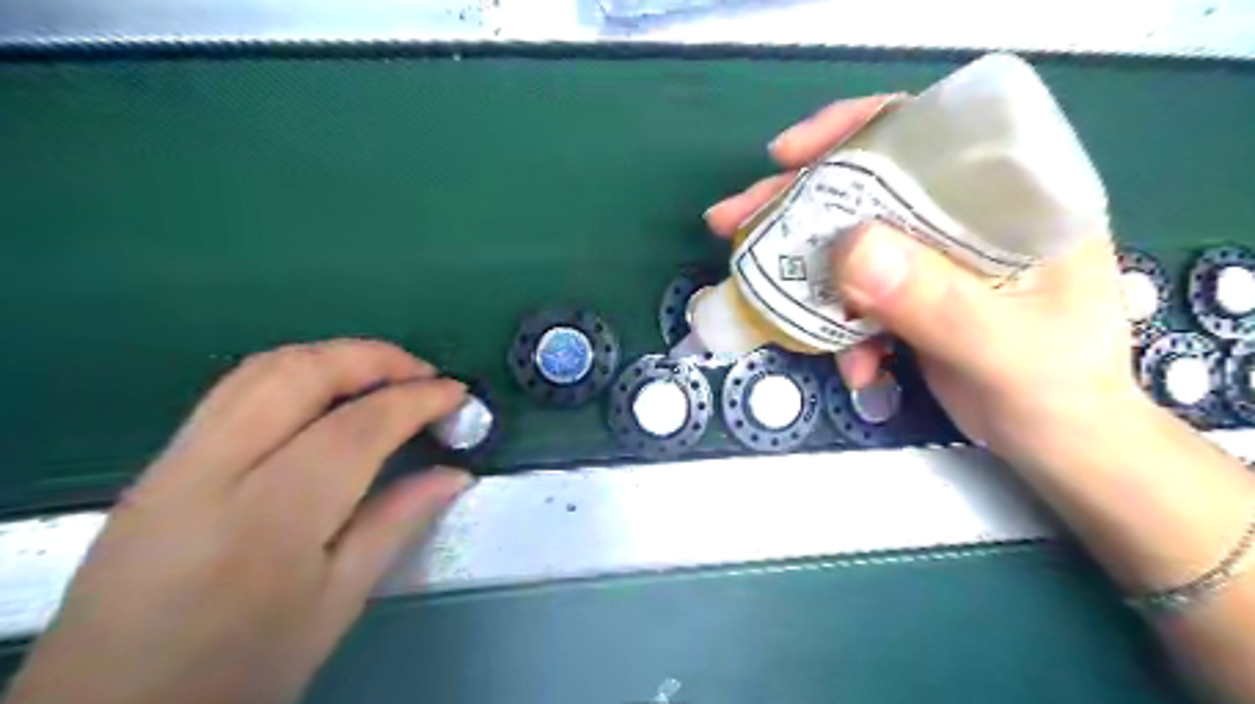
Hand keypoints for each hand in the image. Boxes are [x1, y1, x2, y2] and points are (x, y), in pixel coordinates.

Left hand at [5, 338, 470, 703]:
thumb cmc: (240, 672)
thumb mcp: (337, 604)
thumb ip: (397, 524)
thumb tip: (455, 474)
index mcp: (268, 522)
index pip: (356, 428)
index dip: (416, 399)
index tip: (458, 394)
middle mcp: (211, 474)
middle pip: (299, 374)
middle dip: (375, 358)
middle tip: (425, 375)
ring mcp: (173, 464)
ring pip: (261, 370)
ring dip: (334, 356)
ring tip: (385, 376)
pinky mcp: (158, 466)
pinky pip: (236, 390)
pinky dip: (298, 373)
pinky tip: (328, 397)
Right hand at [703, 94, 1138, 466]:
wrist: (1058, 444)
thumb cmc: (1055, 391)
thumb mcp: (1000, 348)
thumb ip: (934, 300)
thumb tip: (848, 249)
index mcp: (1012, 197)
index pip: (927, 132)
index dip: (853, 131)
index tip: (787, 156)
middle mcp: (968, 214)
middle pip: (869, 185)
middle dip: (796, 203)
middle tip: (732, 220)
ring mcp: (933, 256)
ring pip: (850, 238)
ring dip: (801, 266)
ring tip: (755, 286)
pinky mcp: (910, 293)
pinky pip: (853, 292)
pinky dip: (836, 324)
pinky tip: (852, 364)